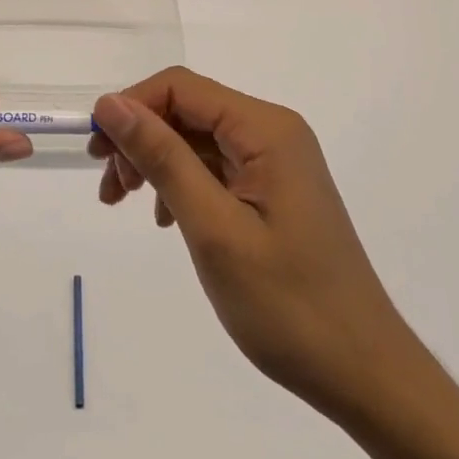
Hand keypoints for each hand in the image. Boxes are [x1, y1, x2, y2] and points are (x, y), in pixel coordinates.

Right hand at [91, 68, 409, 425]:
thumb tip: (111, 103)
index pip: (181, 87)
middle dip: (140, 139)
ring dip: (155, 163)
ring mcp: (276, 163)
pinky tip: (165, 220)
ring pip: (196, 139)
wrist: (362, 371)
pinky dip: (180, 184)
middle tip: (109, 189)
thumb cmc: (287, 304)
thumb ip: (163, 158)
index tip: (96, 152)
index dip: (131, 107)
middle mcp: (273, 133)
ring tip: (124, 204)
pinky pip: (215, 169)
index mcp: (266, 130)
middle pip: (188, 110)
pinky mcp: (273, 191)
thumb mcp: (213, 228)